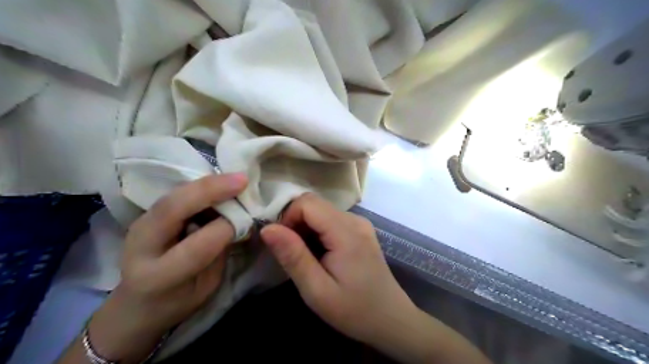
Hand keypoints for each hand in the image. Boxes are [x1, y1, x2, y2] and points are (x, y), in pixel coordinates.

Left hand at [83, 175, 244, 362]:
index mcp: (157, 277)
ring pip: (173, 195)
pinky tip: (220, 184)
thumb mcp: (206, 286)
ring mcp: (139, 225)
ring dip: (208, 184)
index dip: (224, 228)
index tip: (247, 218)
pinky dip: (201, 187)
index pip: (194, 247)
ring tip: (235, 179)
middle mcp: (141, 246)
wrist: (136, 304)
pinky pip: (177, 194)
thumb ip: (219, 253)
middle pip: (172, 209)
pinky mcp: (147, 214)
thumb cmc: (176, 302)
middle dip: (210, 190)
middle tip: (242, 180)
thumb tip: (237, 220)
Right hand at [261, 197, 417, 348]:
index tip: (283, 246)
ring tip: (307, 258)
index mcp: (346, 231)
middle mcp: (355, 219)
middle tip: (293, 255)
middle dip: (295, 223)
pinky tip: (321, 255)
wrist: (391, 319)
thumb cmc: (354, 309)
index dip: (288, 218)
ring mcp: (360, 223)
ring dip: (306, 229)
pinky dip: (318, 232)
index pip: (307, 203)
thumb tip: (267, 228)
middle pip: (314, 204)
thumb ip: (293, 256)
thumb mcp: (317, 290)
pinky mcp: (360, 230)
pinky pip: (331, 219)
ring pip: (321, 211)